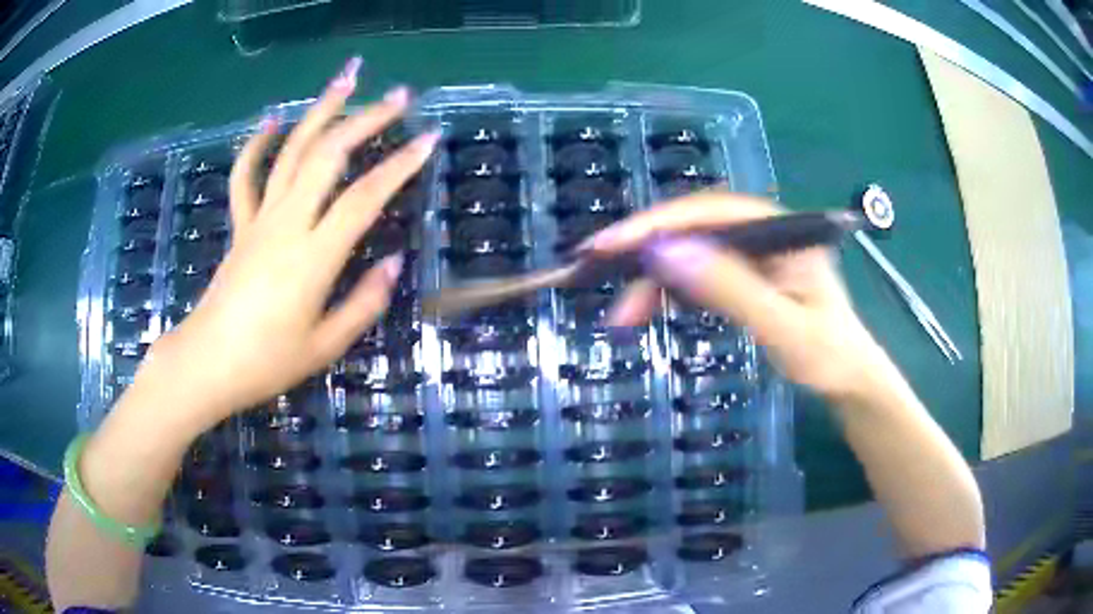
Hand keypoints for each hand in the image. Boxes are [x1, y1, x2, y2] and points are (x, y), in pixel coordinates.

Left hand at [146, 57, 438, 418]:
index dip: (400, 165)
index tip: (429, 139)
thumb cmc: (266, 362)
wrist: (207, 362)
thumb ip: (363, 304)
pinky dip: (258, 145)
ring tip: (347, 79)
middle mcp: (287, 223)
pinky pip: (246, 176)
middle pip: (329, 155)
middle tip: (399, 96)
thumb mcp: (325, 346)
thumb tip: (394, 263)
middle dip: (367, 119)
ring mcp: (260, 219)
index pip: (364, 197)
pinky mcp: (241, 225)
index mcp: (313, 256)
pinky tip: (274, 121)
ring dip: (320, 110)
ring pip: (292, 151)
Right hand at [585, 192, 888, 400]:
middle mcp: (763, 232)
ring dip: (653, 280)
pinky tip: (650, 311)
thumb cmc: (827, 357)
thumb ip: (729, 288)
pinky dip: (671, 293)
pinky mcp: (746, 276)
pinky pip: (699, 275)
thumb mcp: (781, 327)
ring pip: (690, 253)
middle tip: (596, 279)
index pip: (707, 212)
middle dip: (645, 254)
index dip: (654, 224)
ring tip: (622, 316)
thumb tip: (664, 251)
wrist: (849, 381)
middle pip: (693, 229)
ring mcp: (754, 254)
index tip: (606, 246)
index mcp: (778, 230)